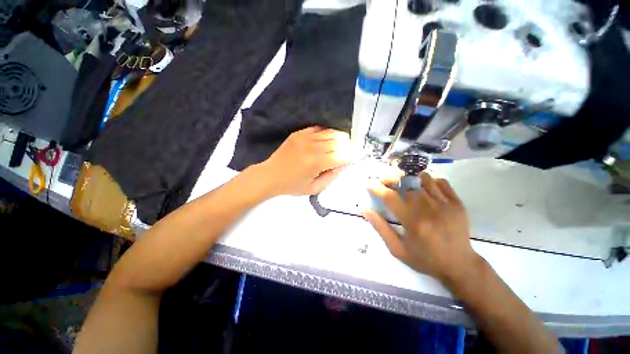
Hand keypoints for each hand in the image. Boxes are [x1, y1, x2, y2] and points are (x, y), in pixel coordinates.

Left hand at [256, 127, 354, 196]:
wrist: (270, 175)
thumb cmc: (292, 185)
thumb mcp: (314, 188)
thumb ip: (332, 176)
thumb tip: (344, 164)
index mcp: (316, 163)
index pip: (341, 156)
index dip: (351, 157)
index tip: (355, 158)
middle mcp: (312, 147)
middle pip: (338, 141)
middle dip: (348, 146)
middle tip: (349, 152)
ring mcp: (305, 137)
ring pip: (330, 132)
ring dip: (340, 138)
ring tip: (341, 145)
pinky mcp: (299, 133)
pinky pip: (319, 129)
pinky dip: (327, 133)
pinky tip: (328, 140)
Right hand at [363, 173, 481, 285]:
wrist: (460, 265)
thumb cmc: (425, 259)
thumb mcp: (398, 249)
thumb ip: (381, 228)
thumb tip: (365, 210)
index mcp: (413, 222)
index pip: (390, 197)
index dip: (377, 189)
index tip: (370, 185)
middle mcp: (428, 209)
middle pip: (407, 183)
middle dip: (392, 179)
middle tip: (384, 181)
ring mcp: (445, 204)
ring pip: (424, 179)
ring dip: (410, 179)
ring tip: (404, 183)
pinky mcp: (457, 203)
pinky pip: (442, 182)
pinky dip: (430, 181)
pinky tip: (424, 188)